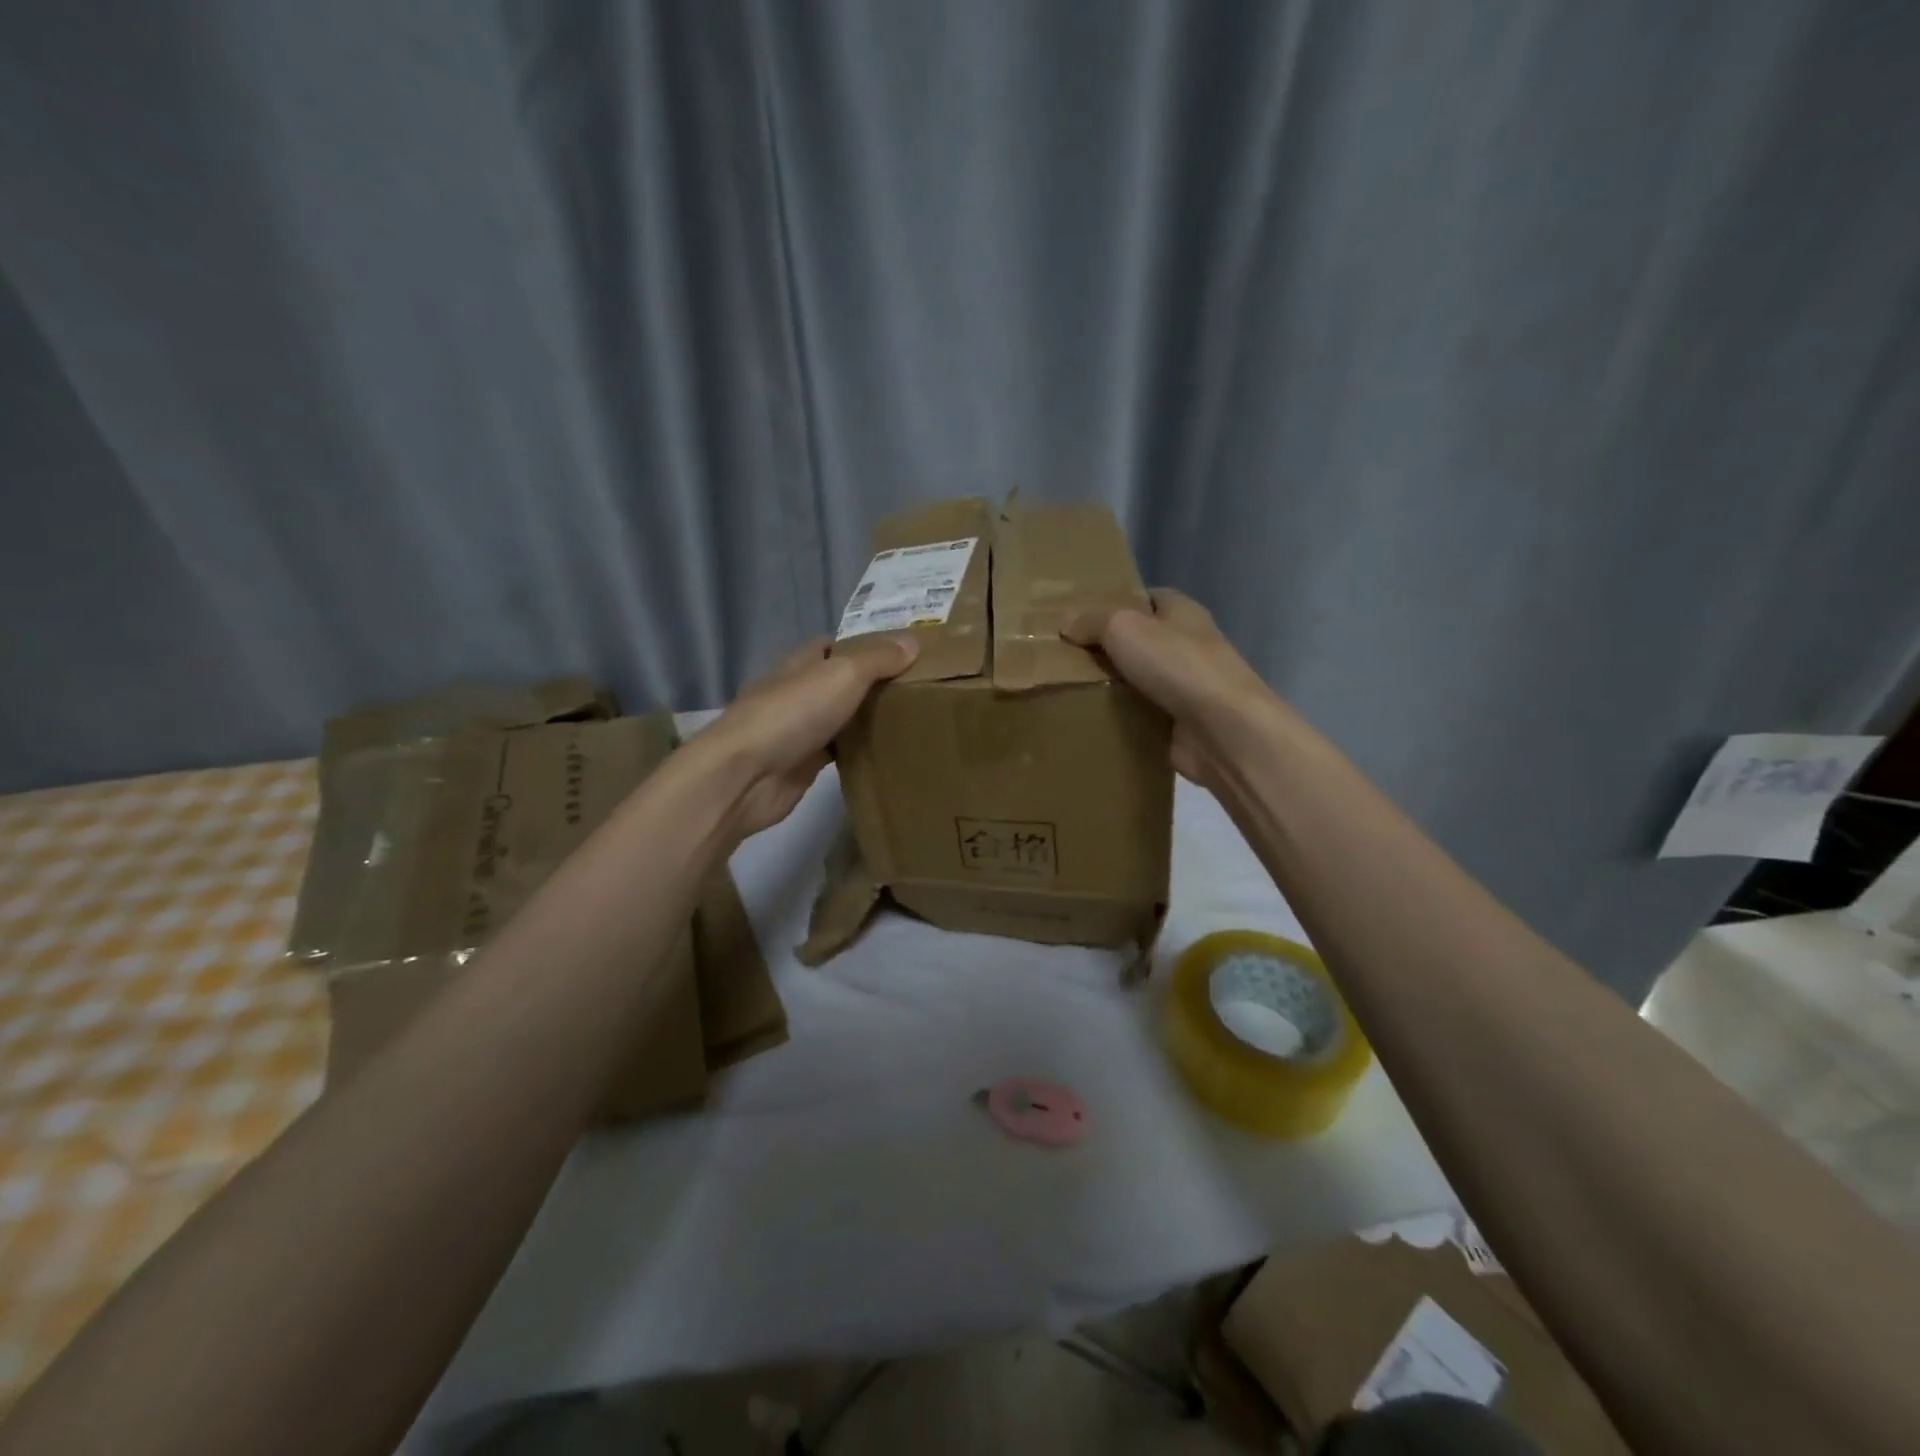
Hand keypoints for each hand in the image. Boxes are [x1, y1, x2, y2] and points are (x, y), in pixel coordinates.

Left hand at [701, 634, 917, 836]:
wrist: (746, 775)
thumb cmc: (792, 714)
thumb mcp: (842, 675)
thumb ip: (877, 659)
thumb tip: (912, 643)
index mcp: (802, 664)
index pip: (834, 646)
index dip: (865, 646)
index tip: (903, 654)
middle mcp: (798, 693)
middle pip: (839, 684)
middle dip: (872, 685)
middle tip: (919, 689)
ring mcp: (798, 731)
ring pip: (840, 719)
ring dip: (866, 720)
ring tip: (911, 720)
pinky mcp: (802, 766)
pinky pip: (838, 753)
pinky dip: (858, 752)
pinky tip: (887, 754)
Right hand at [1063, 588, 1276, 790]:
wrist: (1223, 730)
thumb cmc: (1178, 665)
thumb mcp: (1125, 628)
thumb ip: (1093, 621)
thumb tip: (1066, 622)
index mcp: (1182, 612)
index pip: (1146, 598)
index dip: (1114, 602)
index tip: (1077, 616)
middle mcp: (1187, 645)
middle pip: (1139, 640)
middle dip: (1105, 647)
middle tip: (1063, 655)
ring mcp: (1186, 686)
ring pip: (1138, 679)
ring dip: (1110, 684)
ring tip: (1066, 687)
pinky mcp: (1179, 722)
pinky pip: (1141, 714)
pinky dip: (1120, 717)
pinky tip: (1090, 718)